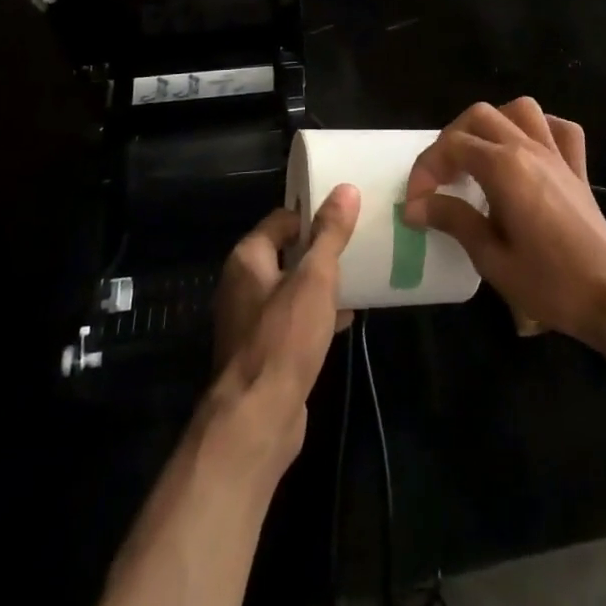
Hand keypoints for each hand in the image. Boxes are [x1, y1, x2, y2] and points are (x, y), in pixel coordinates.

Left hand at [210, 186, 358, 471]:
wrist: (258, 417)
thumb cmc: (285, 337)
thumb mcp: (315, 278)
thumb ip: (330, 234)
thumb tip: (346, 189)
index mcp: (248, 258)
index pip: (283, 219)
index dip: (314, 215)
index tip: (349, 217)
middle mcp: (243, 284)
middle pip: (288, 252)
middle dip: (322, 250)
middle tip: (360, 244)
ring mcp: (252, 319)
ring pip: (293, 287)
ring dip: (322, 283)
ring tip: (361, 276)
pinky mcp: (265, 349)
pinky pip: (295, 318)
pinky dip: (318, 313)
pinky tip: (347, 317)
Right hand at [403, 99, 605, 350]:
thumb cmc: (549, 283)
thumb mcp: (491, 258)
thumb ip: (454, 221)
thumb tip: (414, 205)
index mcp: (505, 168)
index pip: (452, 146)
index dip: (426, 169)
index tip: (414, 203)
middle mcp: (530, 149)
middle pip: (480, 116)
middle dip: (451, 140)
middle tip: (440, 179)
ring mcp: (558, 155)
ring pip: (520, 110)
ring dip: (493, 125)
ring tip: (478, 158)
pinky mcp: (578, 170)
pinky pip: (560, 130)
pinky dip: (540, 130)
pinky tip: (527, 153)